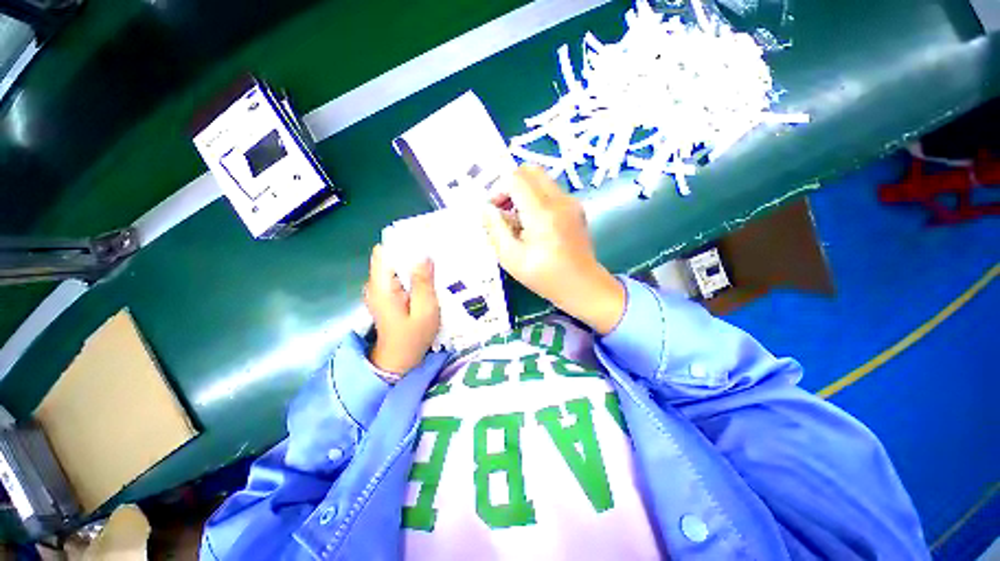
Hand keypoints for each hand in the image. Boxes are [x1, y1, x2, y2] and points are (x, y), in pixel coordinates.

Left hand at [363, 244, 440, 374]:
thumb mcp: (425, 311)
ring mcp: (378, 290)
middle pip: (390, 256)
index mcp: (382, 287)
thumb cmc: (413, 338)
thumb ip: (423, 283)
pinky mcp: (385, 295)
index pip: (385, 252)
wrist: (399, 361)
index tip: (425, 239)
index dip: (403, 242)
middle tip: (436, 251)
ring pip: (394, 265)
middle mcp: (375, 284)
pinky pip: (396, 276)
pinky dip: (410, 272)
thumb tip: (423, 255)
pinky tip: (427, 277)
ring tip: (435, 262)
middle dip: (411, 251)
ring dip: (412, 262)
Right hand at [483, 165, 625, 334]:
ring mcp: (571, 202)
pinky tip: (534, 224)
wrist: (583, 286)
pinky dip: (536, 198)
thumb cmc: (545, 277)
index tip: (495, 211)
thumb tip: (487, 208)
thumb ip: (495, 229)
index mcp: (542, 213)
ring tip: (518, 219)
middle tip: (505, 209)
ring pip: (541, 179)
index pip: (515, 178)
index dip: (499, 189)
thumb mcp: (511, 258)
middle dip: (511, 184)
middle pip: (530, 170)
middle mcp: (559, 200)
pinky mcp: (576, 207)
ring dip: (524, 191)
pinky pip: (551, 191)